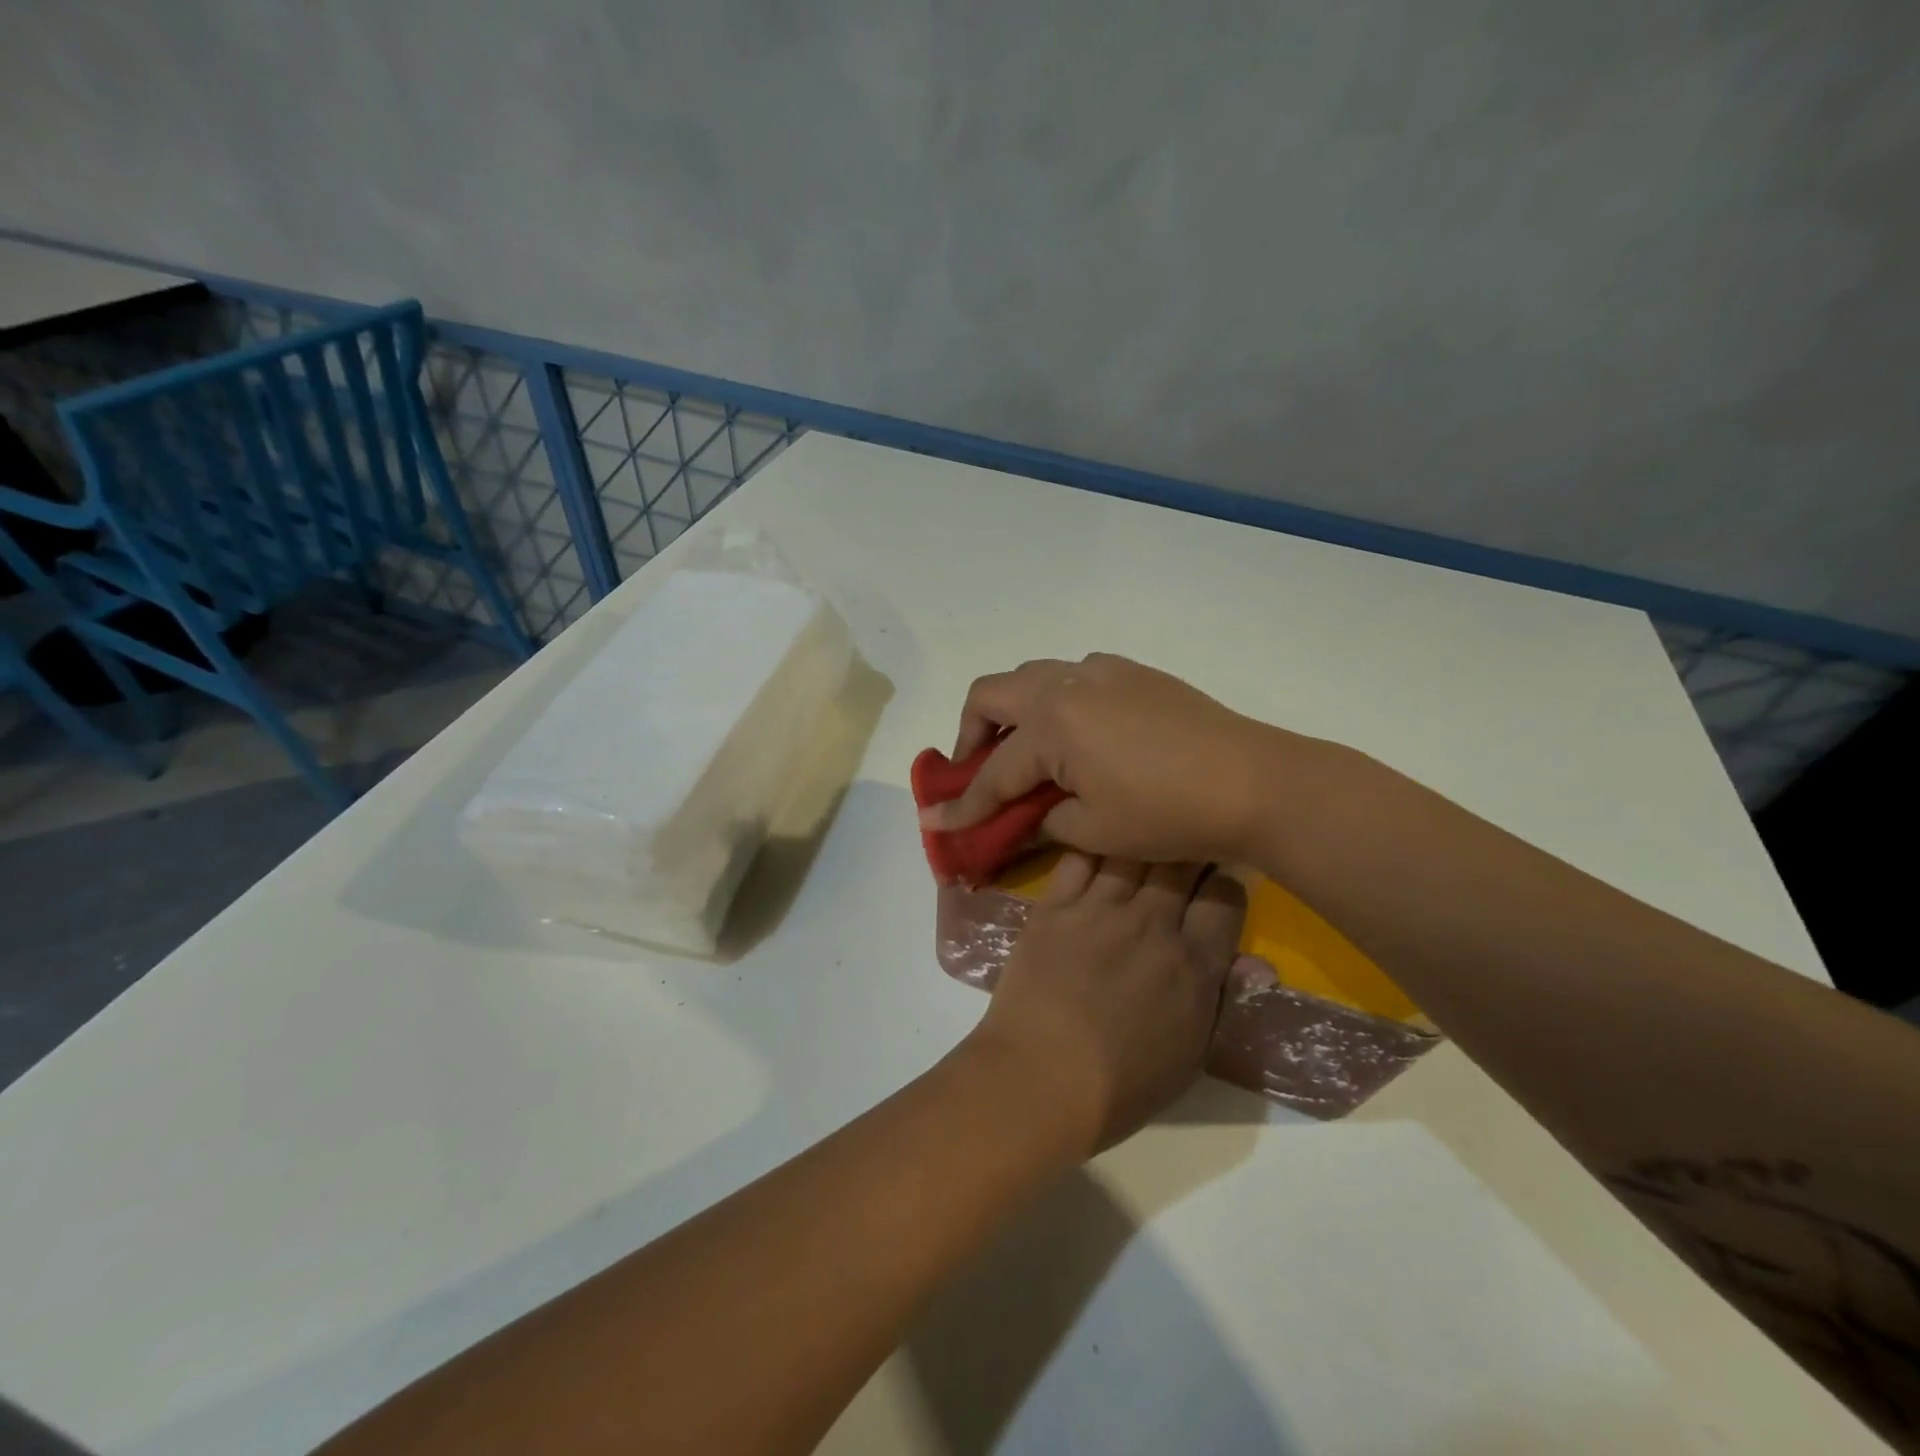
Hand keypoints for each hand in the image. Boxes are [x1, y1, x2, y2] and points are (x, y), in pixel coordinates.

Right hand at [921, 654, 1285, 864]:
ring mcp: (1103, 671)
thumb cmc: (1167, 813)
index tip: (935, 822)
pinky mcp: (1133, 672)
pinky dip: (1056, 699)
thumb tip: (1015, 822)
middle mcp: (1067, 683)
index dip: (964, 805)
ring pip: (1033, 675)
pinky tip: (1076, 733)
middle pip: (992, 694)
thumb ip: (1042, 820)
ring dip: (1013, 709)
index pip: (993, 771)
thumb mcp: (1094, 830)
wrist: (1253, 781)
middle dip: (971, 732)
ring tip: (1022, 748)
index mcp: (1051, 723)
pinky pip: (1075, 674)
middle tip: (976, 769)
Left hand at [964, 854, 1245, 1155]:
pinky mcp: (1054, 907)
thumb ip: (1222, 1000)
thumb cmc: (1121, 1086)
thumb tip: (1259, 965)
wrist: (1039, 1079)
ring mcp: (1099, 910)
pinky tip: (1094, 844)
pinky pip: (1078, 860)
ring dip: (1140, 840)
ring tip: (1139, 834)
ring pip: (1129, 850)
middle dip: (1187, 848)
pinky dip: (1091, 848)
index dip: (1227, 883)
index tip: (1218, 882)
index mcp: (1193, 963)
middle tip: (1182, 846)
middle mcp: (1151, 924)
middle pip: (1180, 863)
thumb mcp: (1190, 1056)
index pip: (1225, 898)